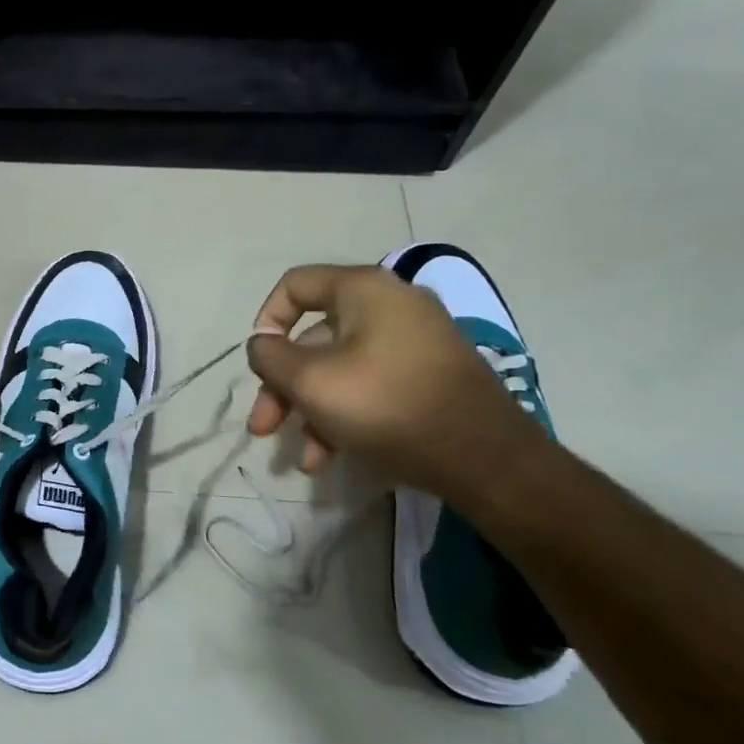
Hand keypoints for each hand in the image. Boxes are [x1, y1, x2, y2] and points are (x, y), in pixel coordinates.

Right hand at [244, 263, 546, 503]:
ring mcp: (414, 342)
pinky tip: (330, 458)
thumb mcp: (311, 381)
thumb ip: (270, 357)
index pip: (295, 285)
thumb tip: (261, 344)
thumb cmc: (386, 405)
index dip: (266, 321)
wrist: (486, 458)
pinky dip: (344, 415)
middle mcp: (391, 305)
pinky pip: (370, 385)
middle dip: (282, 387)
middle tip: (263, 427)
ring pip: (339, 369)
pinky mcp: (428, 376)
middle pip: (314, 337)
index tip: (258, 364)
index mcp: (364, 290)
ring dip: (310, 411)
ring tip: (304, 459)